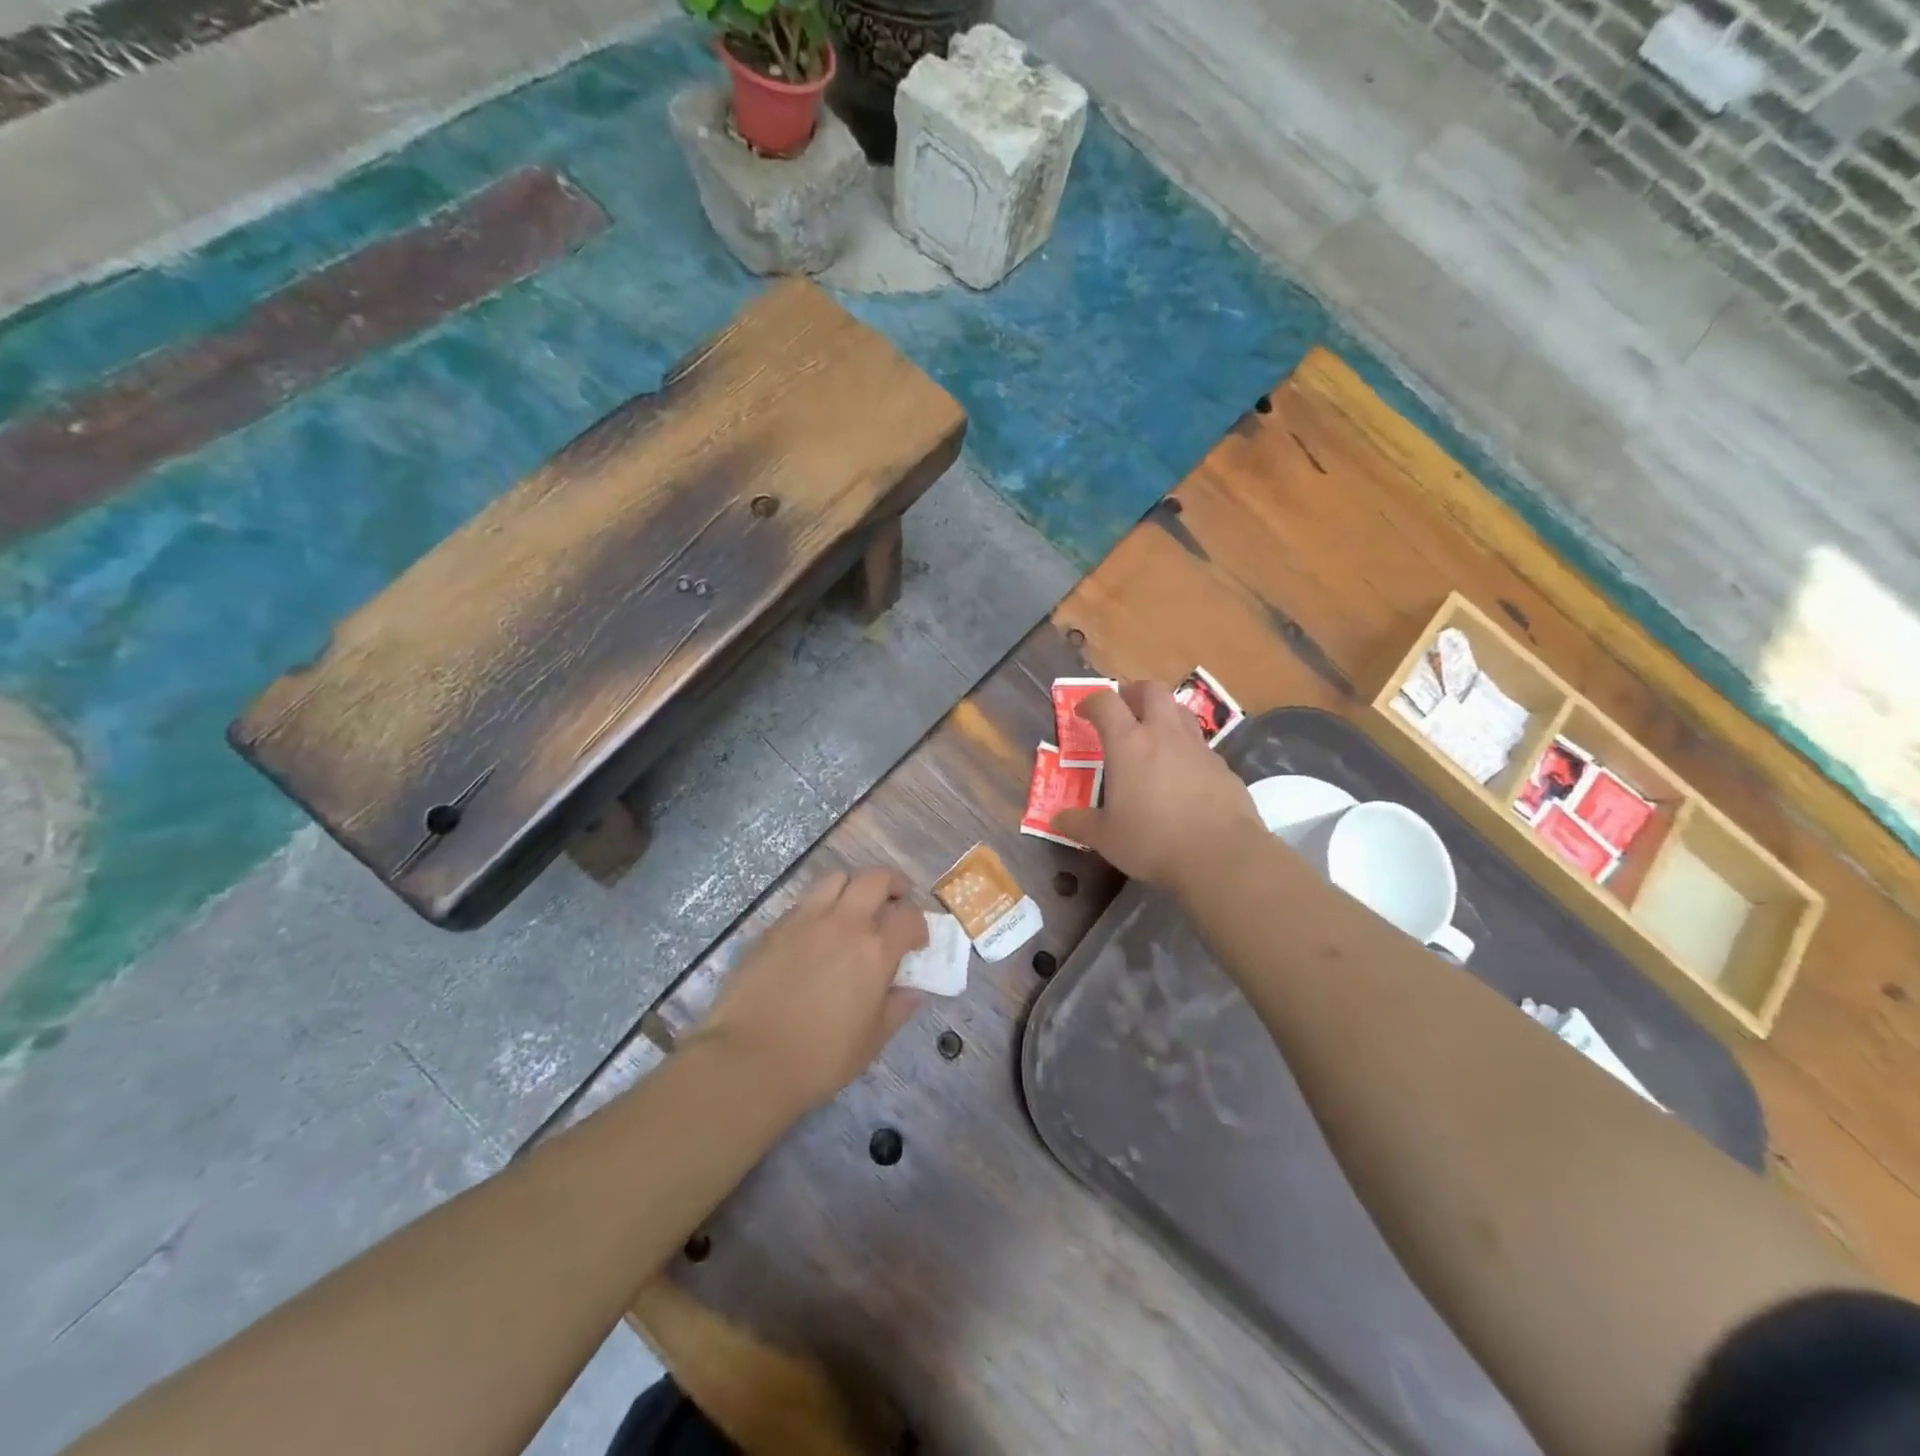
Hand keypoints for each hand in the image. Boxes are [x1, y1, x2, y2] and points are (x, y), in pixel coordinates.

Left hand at [686, 867, 928, 1112]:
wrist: (748, 1060)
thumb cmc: (819, 1058)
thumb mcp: (871, 1041)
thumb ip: (896, 1008)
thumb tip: (909, 991)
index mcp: (875, 950)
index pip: (909, 916)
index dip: (919, 925)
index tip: (916, 942)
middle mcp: (843, 923)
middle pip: (875, 878)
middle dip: (892, 885)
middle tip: (894, 902)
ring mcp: (805, 919)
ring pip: (836, 879)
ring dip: (853, 888)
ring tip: (853, 910)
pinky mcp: (774, 927)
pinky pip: (804, 902)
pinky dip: (820, 907)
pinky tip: (816, 934)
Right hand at [1051, 681, 1263, 893]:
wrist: (1221, 855)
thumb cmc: (1152, 840)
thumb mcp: (1106, 838)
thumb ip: (1080, 824)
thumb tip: (1059, 820)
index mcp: (1128, 744)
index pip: (1106, 703)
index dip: (1091, 702)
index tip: (1083, 713)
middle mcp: (1164, 735)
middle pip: (1152, 690)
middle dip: (1134, 693)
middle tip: (1124, 710)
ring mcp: (1198, 748)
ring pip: (1181, 712)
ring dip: (1164, 714)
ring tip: (1154, 737)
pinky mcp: (1224, 768)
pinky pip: (1201, 746)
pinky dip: (1187, 750)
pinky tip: (1183, 777)